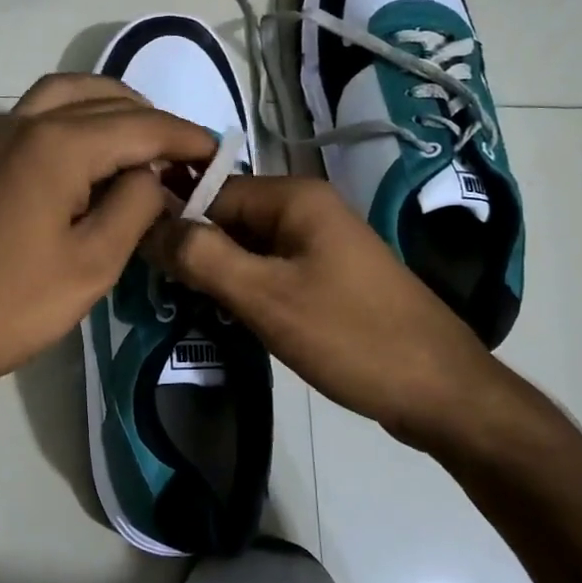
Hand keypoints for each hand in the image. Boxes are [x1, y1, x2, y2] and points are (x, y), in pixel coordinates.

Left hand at [0, 74, 215, 392]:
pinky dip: (78, 117)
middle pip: (106, 100)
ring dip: (113, 108)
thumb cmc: (16, 303)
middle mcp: (27, 122)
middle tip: (185, 160)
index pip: (141, 125)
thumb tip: (154, 176)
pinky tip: (96, 154)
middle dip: (153, 123)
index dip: (186, 139)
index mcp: (59, 143)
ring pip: (69, 95)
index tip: (220, 157)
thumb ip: (135, 205)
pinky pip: (41, 113)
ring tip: (145, 145)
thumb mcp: (94, 262)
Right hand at [146, 175, 526, 455]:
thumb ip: (203, 257)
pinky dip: (245, 288)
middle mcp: (307, 209)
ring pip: (247, 247)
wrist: (440, 391)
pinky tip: (228, 316)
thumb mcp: (266, 297)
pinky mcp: (327, 276)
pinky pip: (271, 269)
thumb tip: (149, 224)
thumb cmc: (351, 337)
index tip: (141, 260)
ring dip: (218, 273)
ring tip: (187, 305)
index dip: (174, 221)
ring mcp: (320, 243)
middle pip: (229, 218)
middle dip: (195, 251)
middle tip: (162, 291)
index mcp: (295, 197)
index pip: (211, 192)